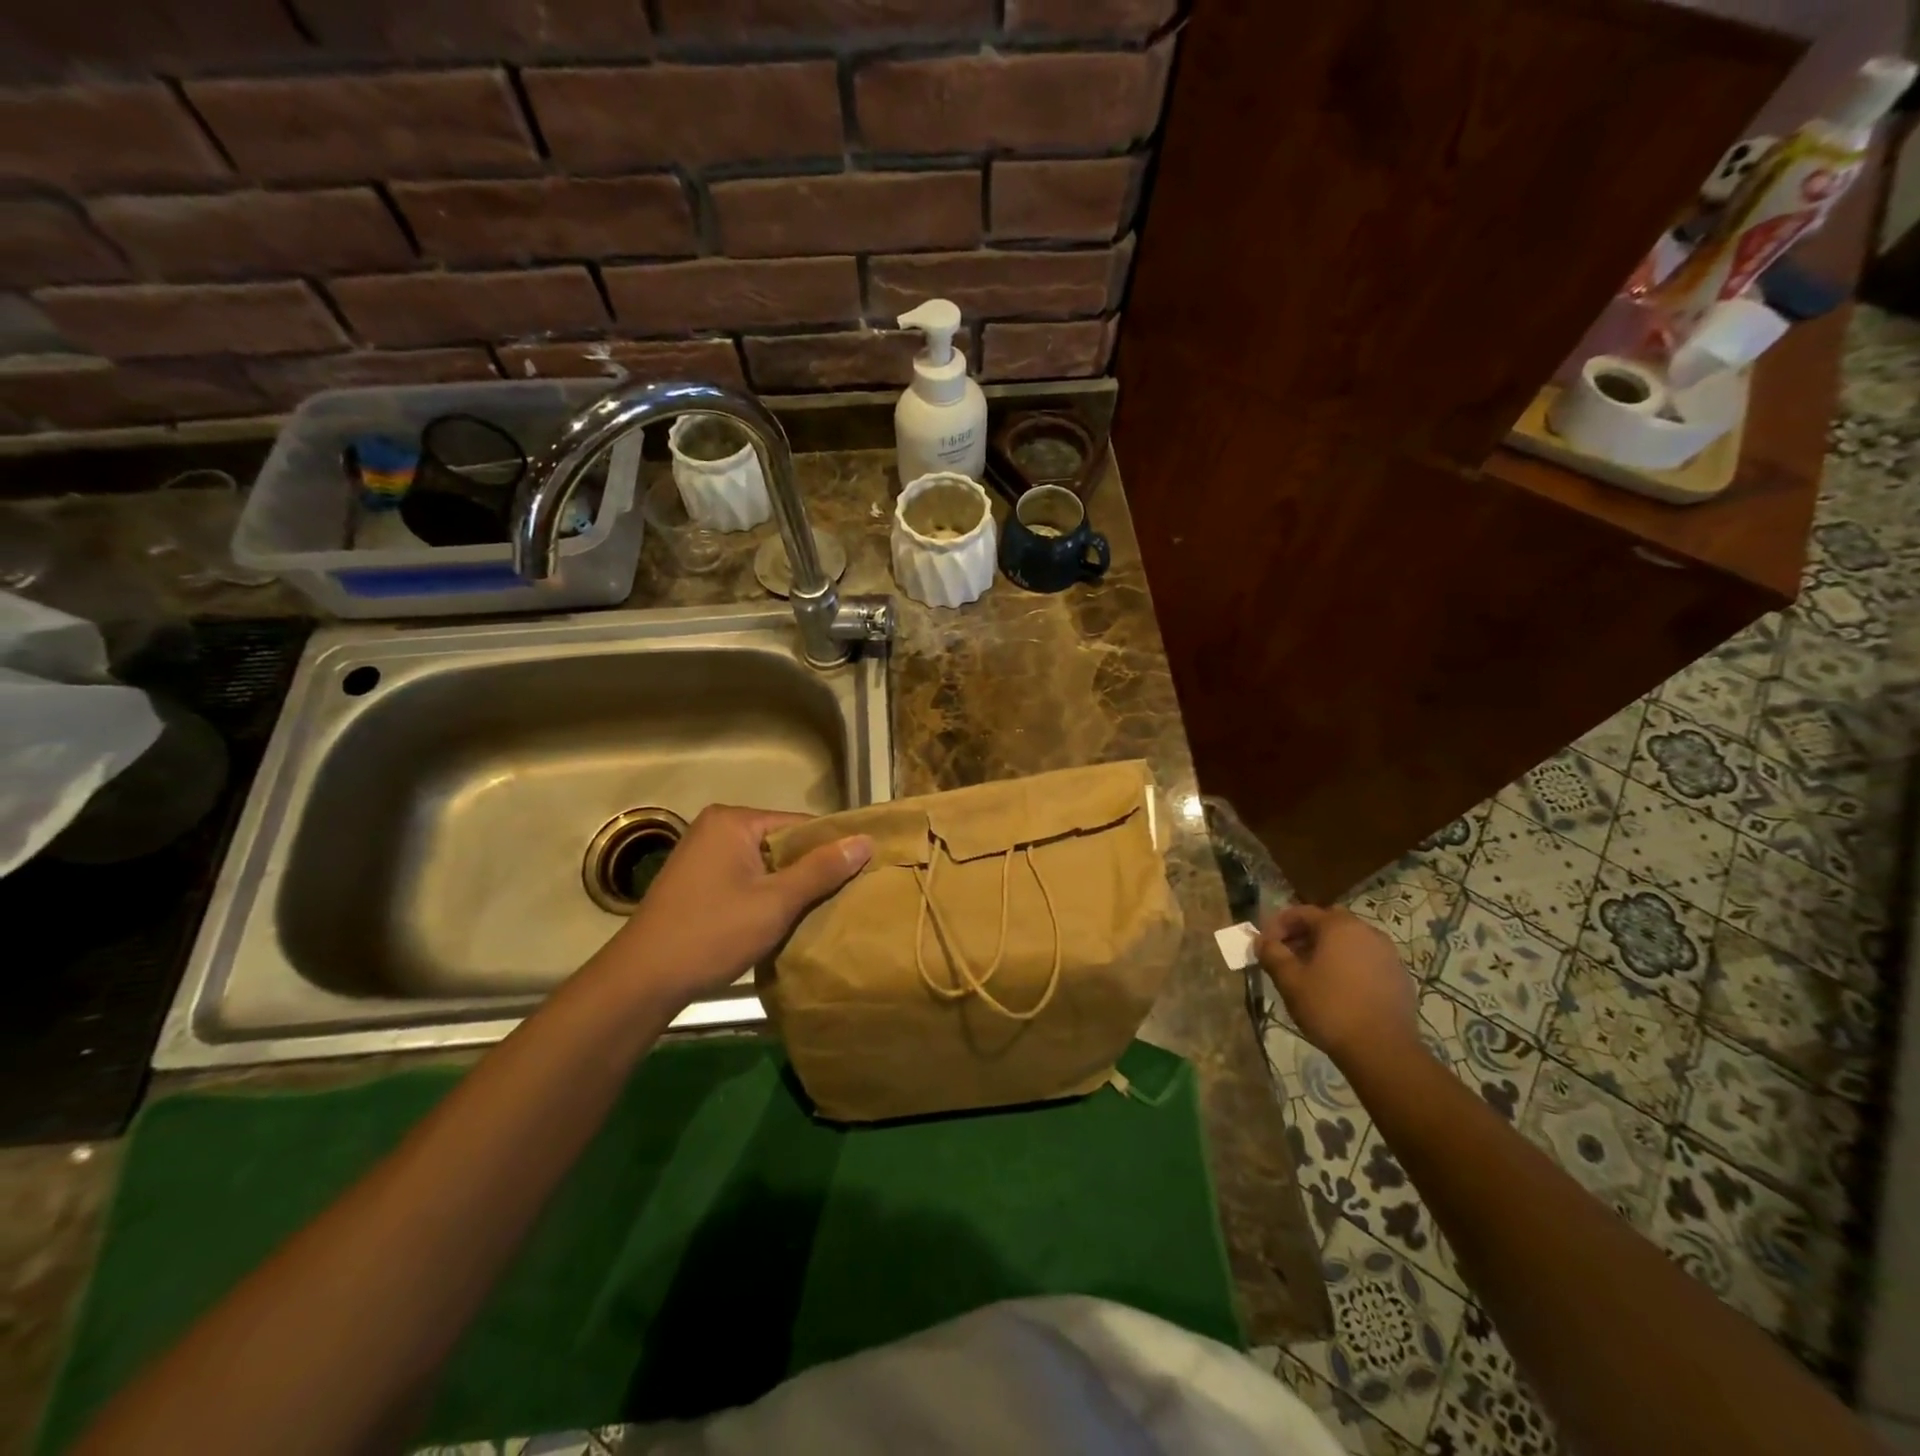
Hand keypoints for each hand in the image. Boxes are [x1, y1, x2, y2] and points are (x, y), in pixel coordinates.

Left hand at [593, 805, 870, 1011]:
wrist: (642, 980)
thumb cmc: (712, 933)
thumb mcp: (776, 902)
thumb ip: (821, 870)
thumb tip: (865, 841)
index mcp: (733, 820)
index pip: (800, 824)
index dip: (832, 849)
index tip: (860, 874)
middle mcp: (716, 827)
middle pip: (782, 842)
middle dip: (810, 869)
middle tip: (843, 897)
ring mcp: (702, 854)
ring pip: (765, 863)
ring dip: (788, 886)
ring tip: (818, 910)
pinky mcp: (696, 880)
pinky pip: (746, 877)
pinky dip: (765, 894)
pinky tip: (781, 919)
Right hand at [1256, 905, 1420, 1068]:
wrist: (1383, 1050)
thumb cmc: (1330, 1008)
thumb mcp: (1290, 981)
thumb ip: (1272, 954)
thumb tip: (1262, 941)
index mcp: (1339, 927)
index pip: (1302, 912)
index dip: (1278, 924)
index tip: (1265, 943)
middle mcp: (1367, 931)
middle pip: (1328, 923)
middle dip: (1303, 934)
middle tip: (1286, 954)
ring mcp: (1388, 954)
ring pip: (1350, 941)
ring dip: (1327, 949)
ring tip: (1310, 972)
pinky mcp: (1399, 977)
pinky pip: (1366, 960)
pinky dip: (1348, 965)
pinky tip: (1338, 988)